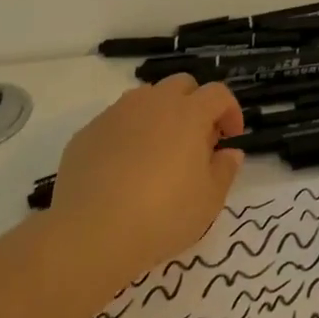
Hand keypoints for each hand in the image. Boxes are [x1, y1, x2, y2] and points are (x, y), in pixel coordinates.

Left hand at [47, 75, 245, 283]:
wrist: (91, 232)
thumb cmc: (163, 215)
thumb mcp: (209, 200)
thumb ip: (225, 170)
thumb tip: (229, 152)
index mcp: (189, 113)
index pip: (218, 93)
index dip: (230, 111)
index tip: (230, 138)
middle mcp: (153, 102)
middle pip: (182, 85)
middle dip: (195, 104)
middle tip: (196, 141)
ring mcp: (116, 114)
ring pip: (146, 98)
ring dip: (160, 115)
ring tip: (159, 152)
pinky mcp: (87, 132)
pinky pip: (116, 122)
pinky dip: (128, 135)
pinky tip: (123, 169)